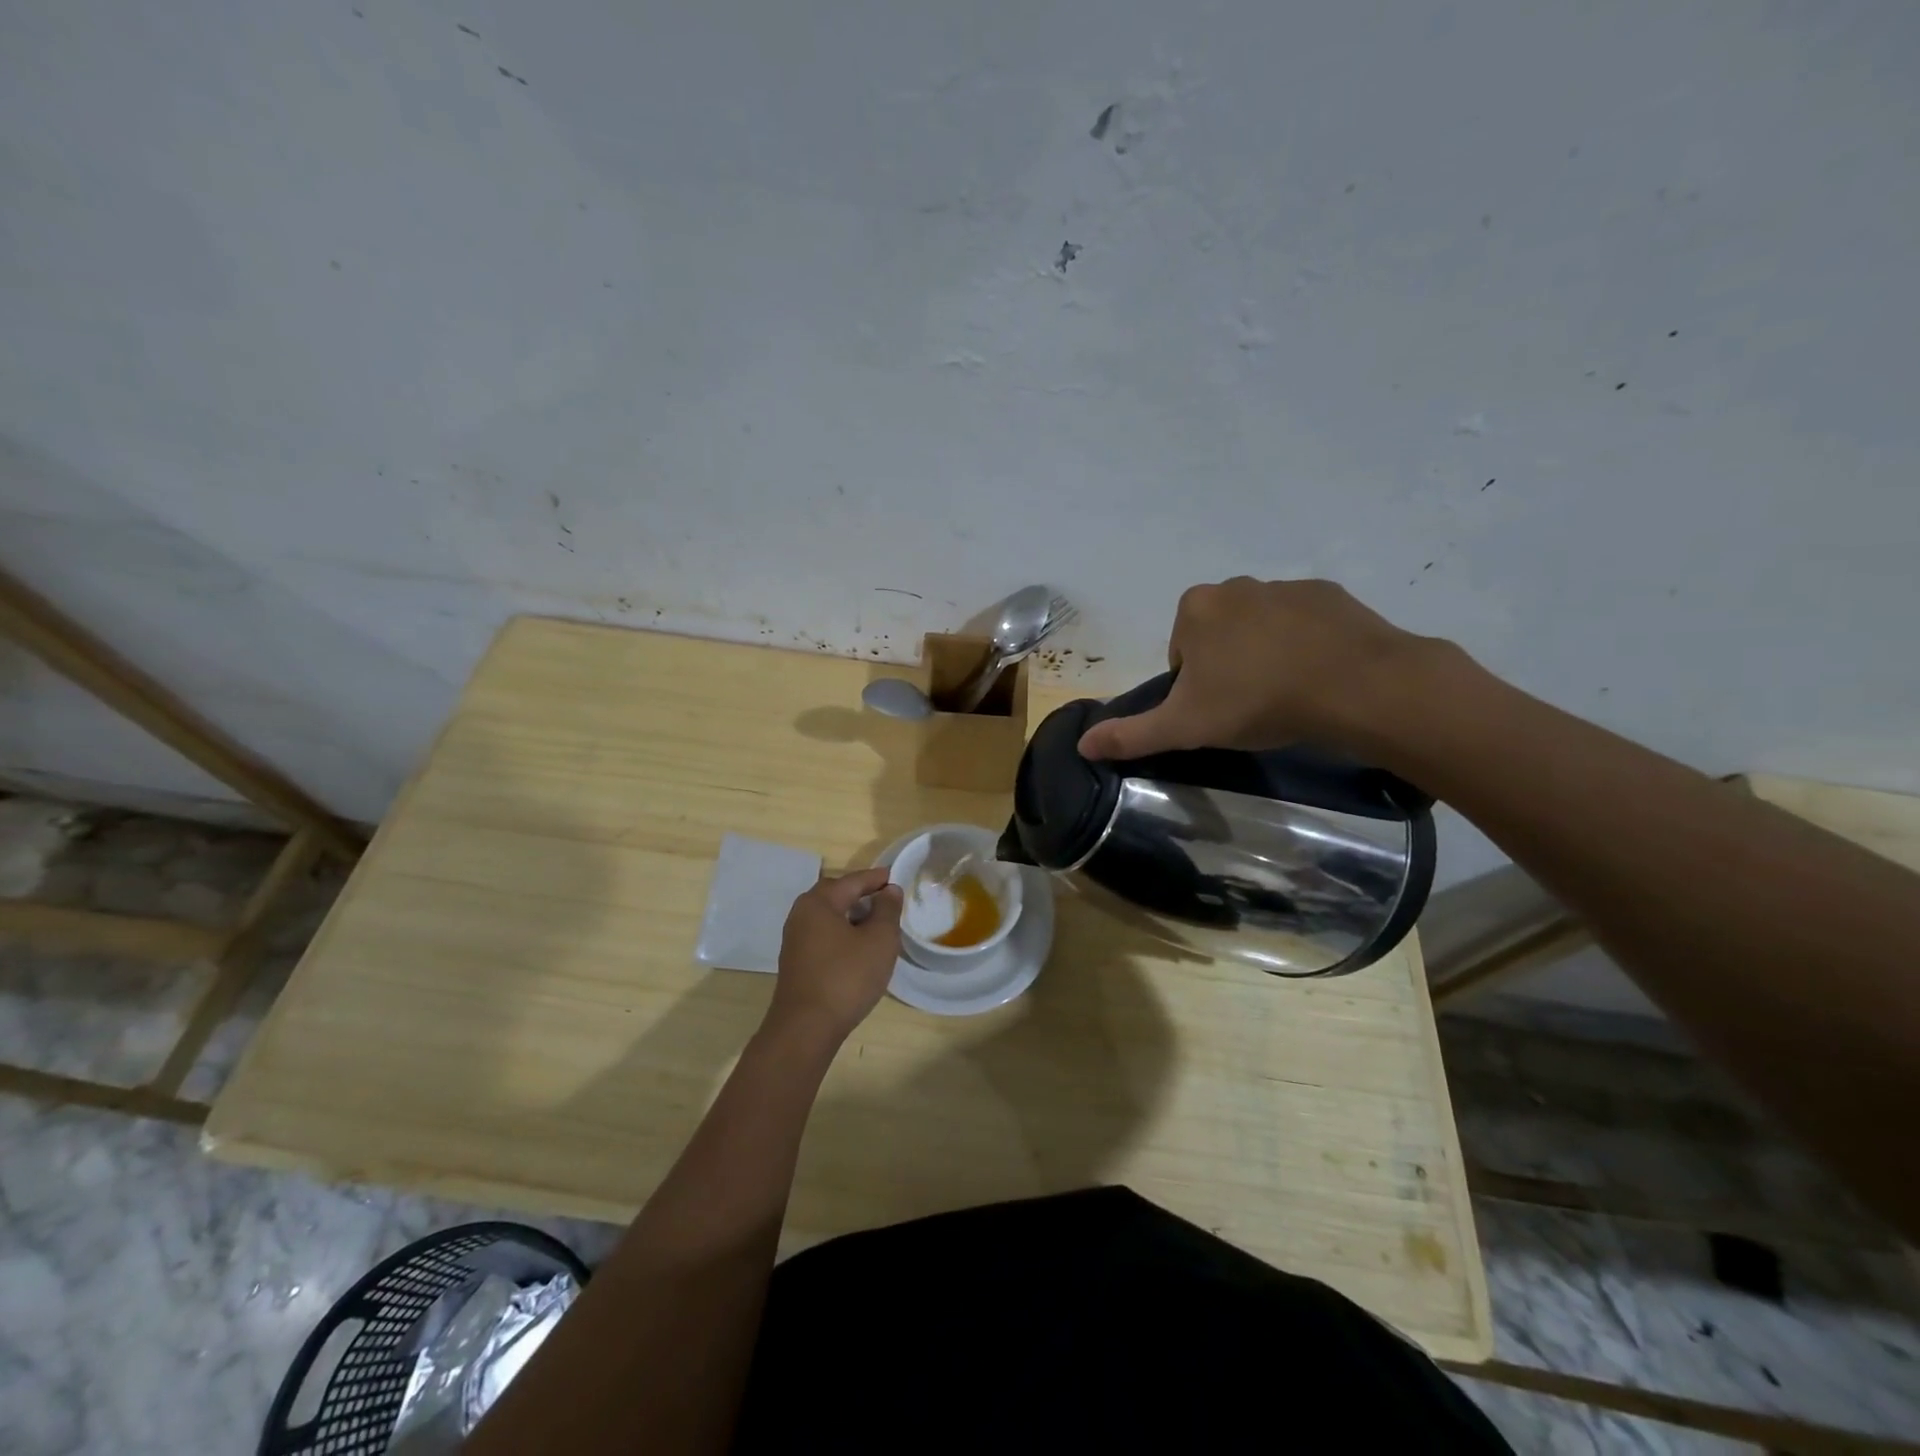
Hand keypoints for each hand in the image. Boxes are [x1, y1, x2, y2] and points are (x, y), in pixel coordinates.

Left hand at [766, 868, 903, 1043]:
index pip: (853, 880)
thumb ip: (887, 910)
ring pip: (829, 917)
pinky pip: (824, 935)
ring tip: (878, 924)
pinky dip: (843, 933)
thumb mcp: (879, 940)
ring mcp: (795, 940)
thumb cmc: (846, 977)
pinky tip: (859, 948)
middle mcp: (801, 914)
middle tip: (887, 899)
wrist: (806, 1028)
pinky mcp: (797, 962)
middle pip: (836, 895)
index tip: (897, 877)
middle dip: (862, 894)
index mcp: (818, 902)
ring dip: (852, 916)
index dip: (877, 878)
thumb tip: (889, 890)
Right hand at [1077, 577, 1440, 760]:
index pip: (1181, 651)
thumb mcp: (1184, 727)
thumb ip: (1131, 734)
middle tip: (1249, 705)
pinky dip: (1305, 645)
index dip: (1193, 686)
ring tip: (1287, 694)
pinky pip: (1304, 623)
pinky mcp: (1330, 594)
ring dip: (1265, 654)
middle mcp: (1236, 586)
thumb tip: (1082, 745)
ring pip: (1261, 627)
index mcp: (1196, 609)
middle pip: (1218, 635)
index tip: (1216, 710)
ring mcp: (1286, 586)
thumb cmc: (1256, 701)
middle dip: (1227, 665)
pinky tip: (1318, 676)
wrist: (1355, 686)